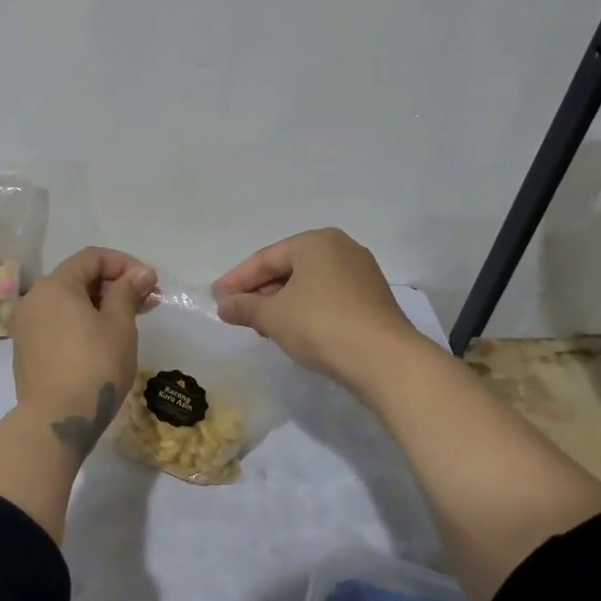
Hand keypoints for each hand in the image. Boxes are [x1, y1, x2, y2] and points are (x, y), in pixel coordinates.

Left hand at [9, 247, 157, 452]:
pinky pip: (58, 324)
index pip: (92, 258)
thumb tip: (141, 273)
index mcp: (54, 286)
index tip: (149, 283)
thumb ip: (128, 292)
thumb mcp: (119, 325)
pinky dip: (82, 323)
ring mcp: (26, 328)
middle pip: (78, 278)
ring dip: (100, 305)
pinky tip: (104, 341)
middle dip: (114, 285)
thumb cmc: (94, 365)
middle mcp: (33, 300)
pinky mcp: (27, 352)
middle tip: (146, 303)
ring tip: (130, 322)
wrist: (56, 421)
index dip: (124, 264)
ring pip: (68, 303)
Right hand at [213, 228, 424, 392]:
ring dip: (281, 303)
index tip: (216, 298)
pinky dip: (305, 311)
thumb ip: (244, 307)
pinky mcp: (372, 300)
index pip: (266, 258)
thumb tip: (223, 305)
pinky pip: (327, 299)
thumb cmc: (321, 324)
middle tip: (236, 312)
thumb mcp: (273, 316)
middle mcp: (342, 249)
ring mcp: (361, 274)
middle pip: (288, 269)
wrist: (384, 359)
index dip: (237, 279)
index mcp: (316, 241)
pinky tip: (292, 331)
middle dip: (260, 291)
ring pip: (309, 285)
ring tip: (260, 325)